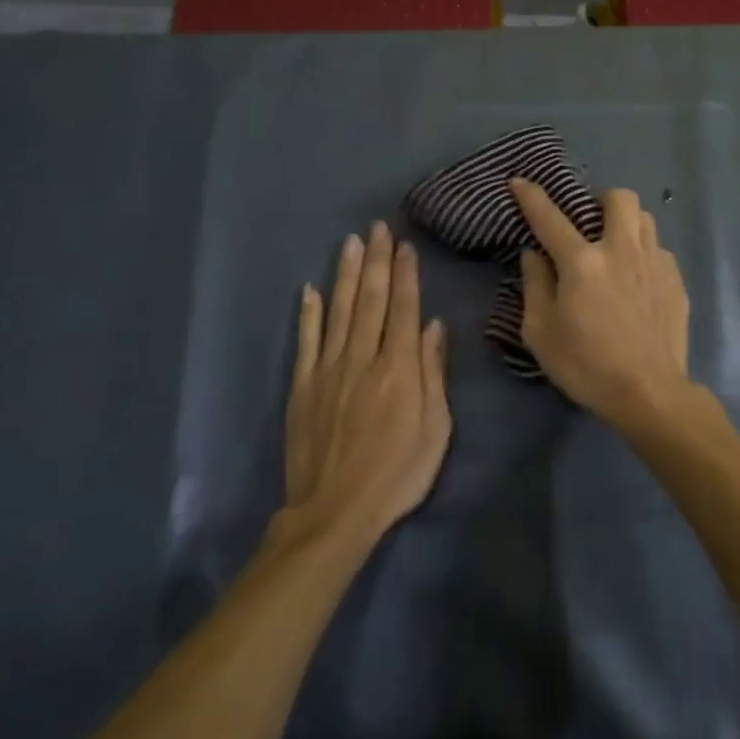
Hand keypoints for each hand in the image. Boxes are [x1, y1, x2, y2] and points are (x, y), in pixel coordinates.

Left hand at [280, 223, 450, 545]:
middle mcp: (363, 357)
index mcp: (399, 367)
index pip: (404, 308)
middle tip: (377, 227)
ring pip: (339, 310)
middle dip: (376, 260)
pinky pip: (306, 341)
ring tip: (350, 242)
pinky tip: (310, 289)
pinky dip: (308, 313)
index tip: (404, 244)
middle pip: (371, 299)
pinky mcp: (303, 386)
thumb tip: (434, 326)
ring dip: (345, 274)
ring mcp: (329, 369)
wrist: (335, 511)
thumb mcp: (435, 428)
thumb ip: (433, 373)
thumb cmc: (398, 472)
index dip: (405, 273)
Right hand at [511, 180, 691, 430]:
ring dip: (627, 223)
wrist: (649, 393)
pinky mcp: (676, 279)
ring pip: (645, 218)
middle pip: (619, 198)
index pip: (550, 218)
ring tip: (616, 247)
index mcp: (583, 263)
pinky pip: (659, 249)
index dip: (532, 196)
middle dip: (601, 200)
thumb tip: (533, 254)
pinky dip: (644, 254)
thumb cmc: (586, 366)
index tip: (520, 181)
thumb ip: (535, 285)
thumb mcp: (541, 332)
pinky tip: (638, 281)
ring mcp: (655, 262)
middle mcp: (622, 250)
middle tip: (590, 223)